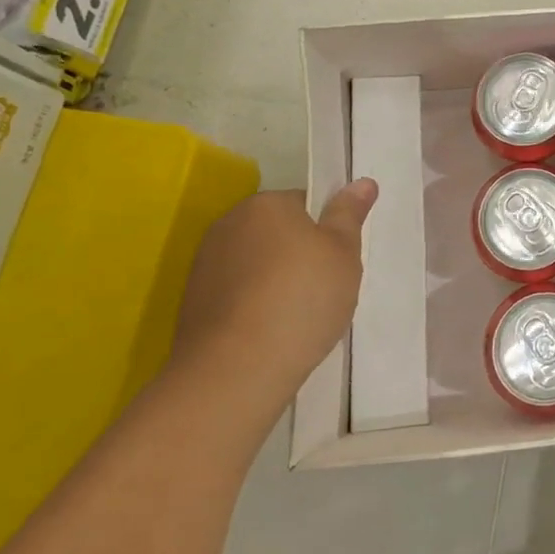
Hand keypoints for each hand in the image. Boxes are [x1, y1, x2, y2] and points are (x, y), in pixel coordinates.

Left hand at [167, 180, 376, 429]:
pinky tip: (270, 334)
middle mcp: (228, 225)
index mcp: (265, 204)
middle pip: (277, 233)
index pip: (305, 204)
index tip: (338, 262)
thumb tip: (363, 181)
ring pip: (256, 265)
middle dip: (299, 255)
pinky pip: (236, 295)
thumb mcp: (343, 253)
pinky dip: (253, 308)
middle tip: (324, 289)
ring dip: (274, 282)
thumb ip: (349, 214)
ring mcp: (204, 266)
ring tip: (297, 318)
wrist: (234, 372)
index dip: (327, 232)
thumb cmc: (300, 300)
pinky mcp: (191, 305)